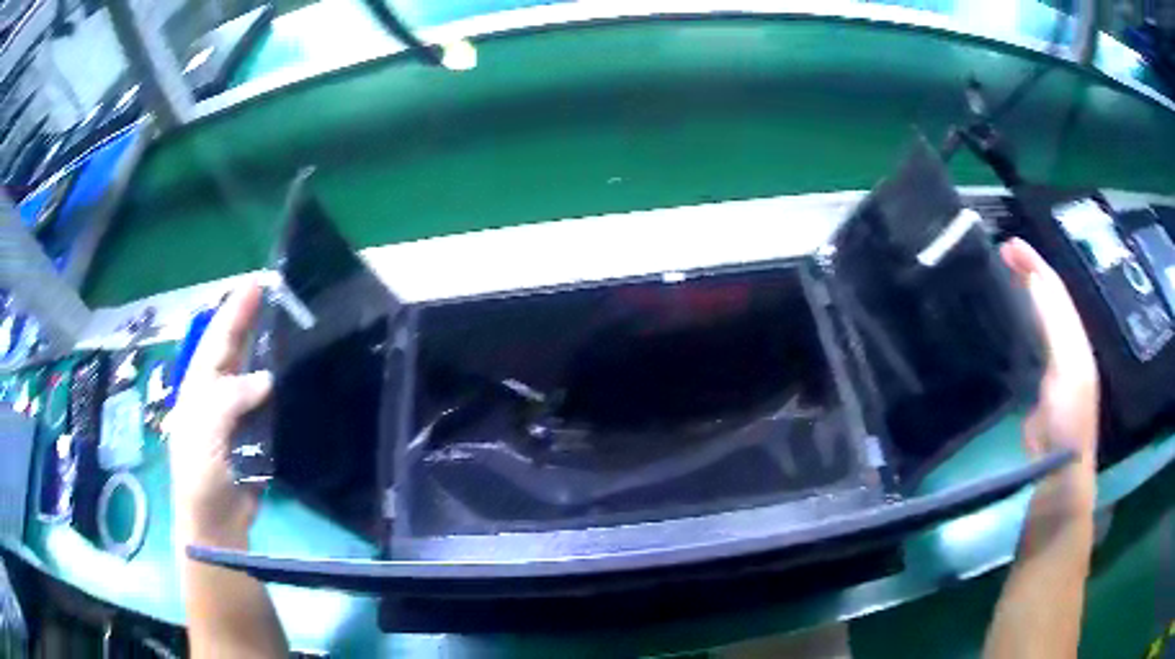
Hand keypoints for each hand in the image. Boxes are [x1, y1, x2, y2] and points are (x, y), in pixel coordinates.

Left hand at [168, 283, 271, 549]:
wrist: (216, 522)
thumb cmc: (200, 475)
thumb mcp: (204, 432)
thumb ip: (228, 399)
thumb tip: (266, 378)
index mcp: (200, 386)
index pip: (218, 339)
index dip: (235, 310)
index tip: (257, 283)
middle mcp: (218, 393)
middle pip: (236, 349)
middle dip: (254, 320)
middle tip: (281, 295)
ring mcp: (239, 414)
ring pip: (256, 373)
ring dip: (272, 351)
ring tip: (296, 326)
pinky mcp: (258, 435)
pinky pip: (272, 404)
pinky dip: (284, 387)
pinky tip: (300, 376)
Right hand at [1000, 238, 1098, 471]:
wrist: (1059, 473)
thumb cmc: (1067, 421)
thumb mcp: (1067, 368)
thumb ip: (1054, 325)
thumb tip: (1034, 281)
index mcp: (1074, 338)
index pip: (1056, 290)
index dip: (1035, 263)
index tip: (1007, 245)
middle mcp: (1065, 346)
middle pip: (1047, 300)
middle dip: (1027, 272)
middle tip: (998, 255)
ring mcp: (1050, 367)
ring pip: (1036, 320)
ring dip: (1019, 295)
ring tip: (997, 279)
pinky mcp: (1035, 388)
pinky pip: (1025, 345)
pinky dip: (1014, 326)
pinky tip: (999, 324)